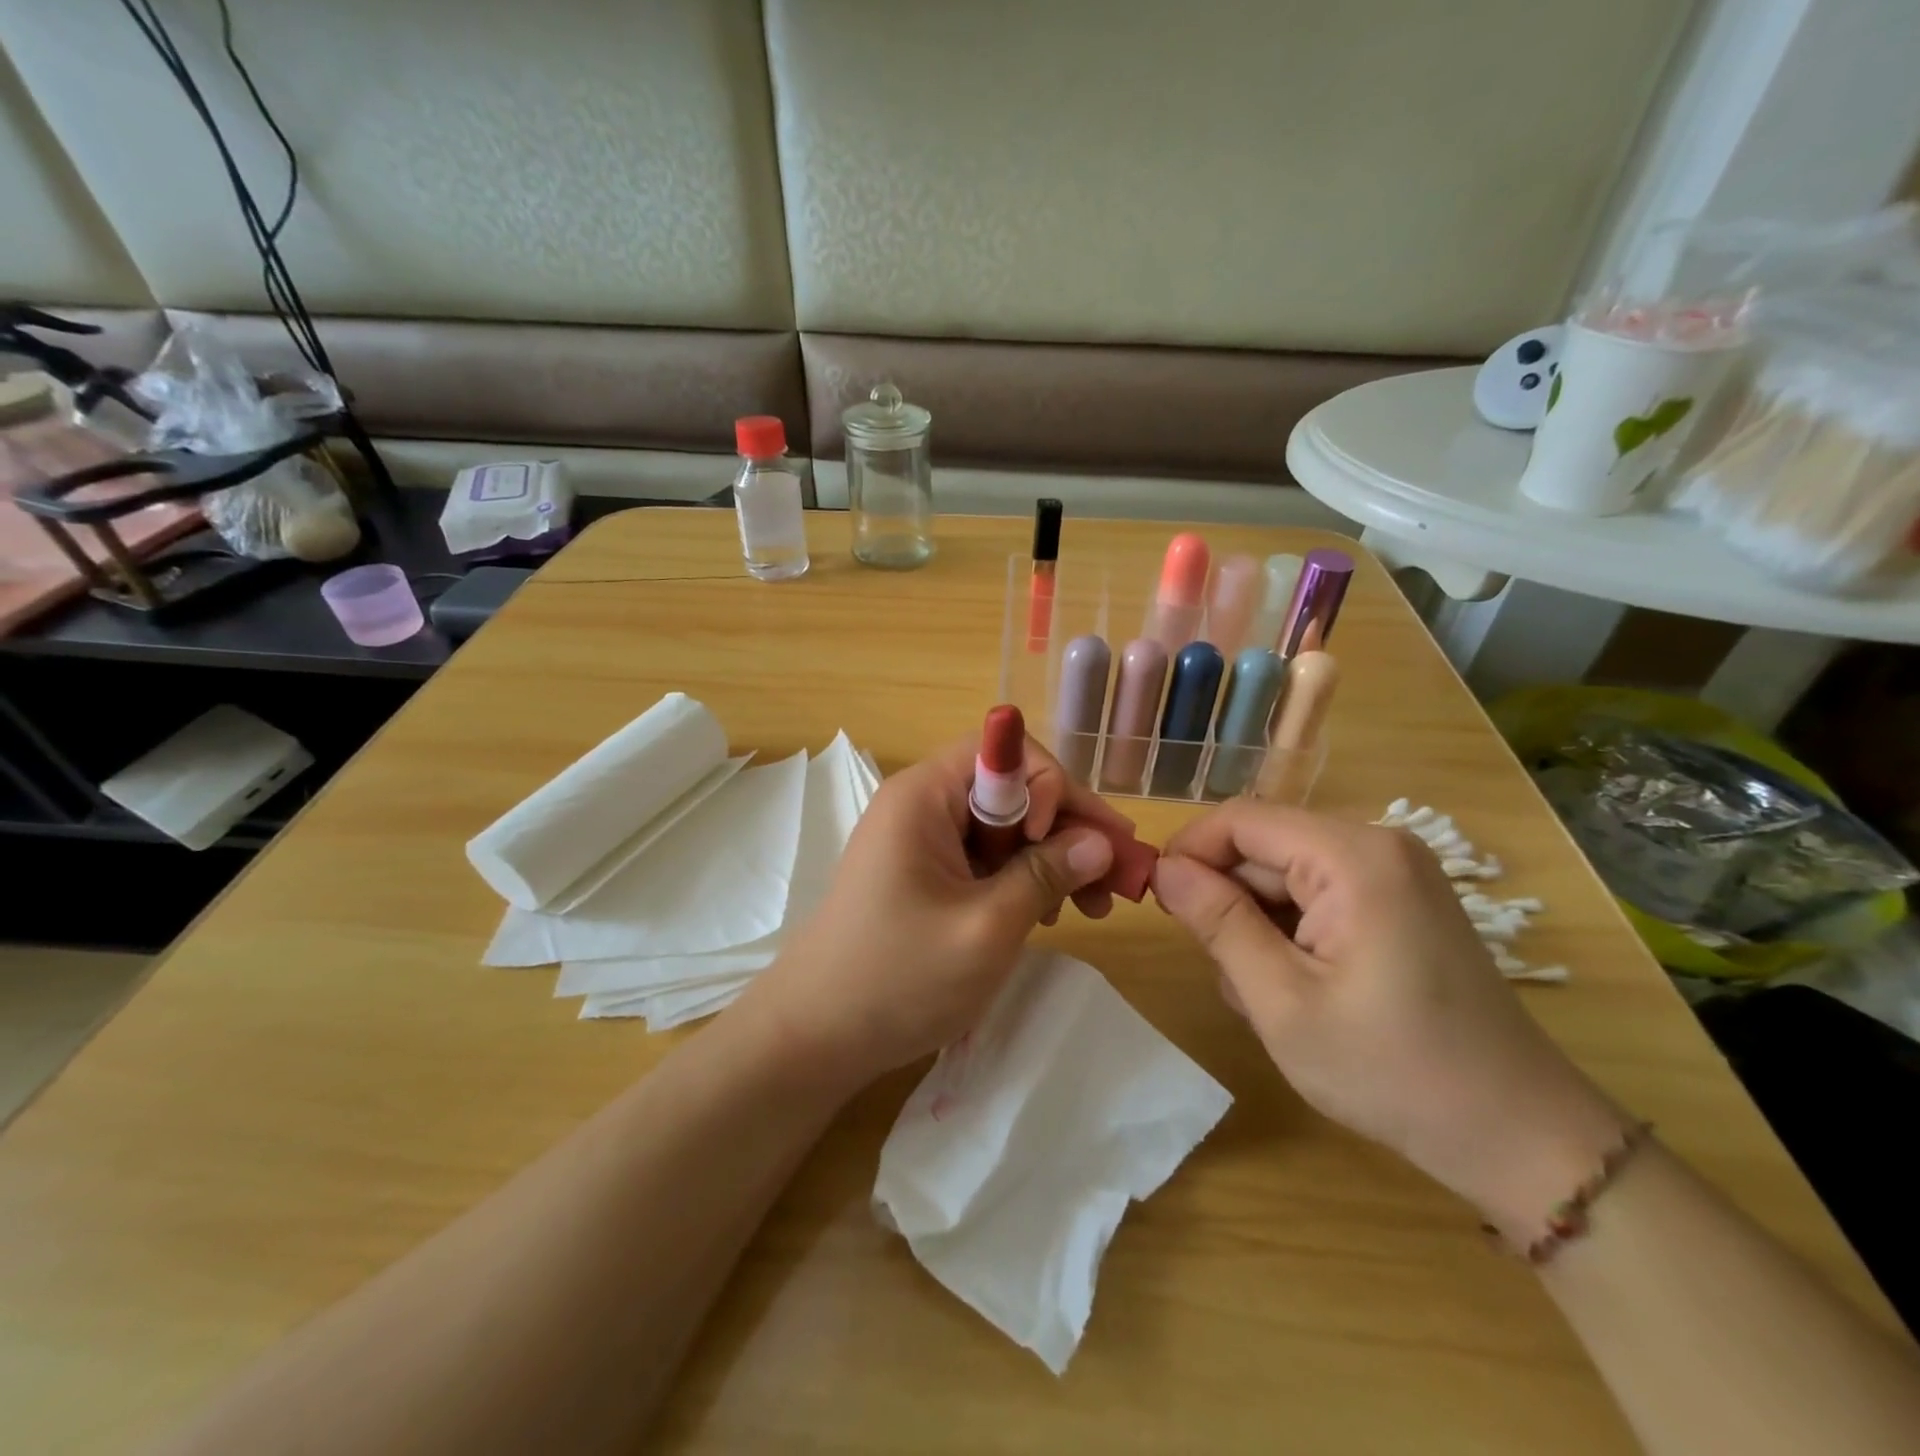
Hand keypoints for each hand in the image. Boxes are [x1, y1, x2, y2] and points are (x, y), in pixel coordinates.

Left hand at [738, 735, 1133, 1091]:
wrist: (814, 1038)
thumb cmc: (898, 978)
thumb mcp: (986, 928)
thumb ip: (1046, 875)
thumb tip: (1100, 841)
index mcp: (923, 796)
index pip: (1003, 750)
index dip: (1051, 784)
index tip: (1075, 842)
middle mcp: (921, 805)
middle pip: (1010, 789)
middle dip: (1066, 827)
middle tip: (1116, 879)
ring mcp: (920, 842)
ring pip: (1004, 828)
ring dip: (1052, 857)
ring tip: (1092, 907)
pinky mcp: (924, 876)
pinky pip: (985, 859)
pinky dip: (1022, 879)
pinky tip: (1051, 914)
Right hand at [1152, 801, 1629, 1239]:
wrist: (1518, 1136)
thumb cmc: (1392, 1071)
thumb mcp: (1281, 1001)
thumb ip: (1218, 923)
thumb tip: (1164, 869)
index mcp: (1353, 857)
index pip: (1241, 819)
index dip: (1189, 851)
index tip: (1159, 903)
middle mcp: (1376, 846)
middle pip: (1263, 847)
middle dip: (1228, 902)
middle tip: (1224, 973)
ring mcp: (1392, 874)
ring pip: (1283, 876)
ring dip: (1256, 926)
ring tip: (1267, 997)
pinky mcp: (1397, 902)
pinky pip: (1316, 896)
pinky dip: (1289, 935)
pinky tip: (1298, 990)